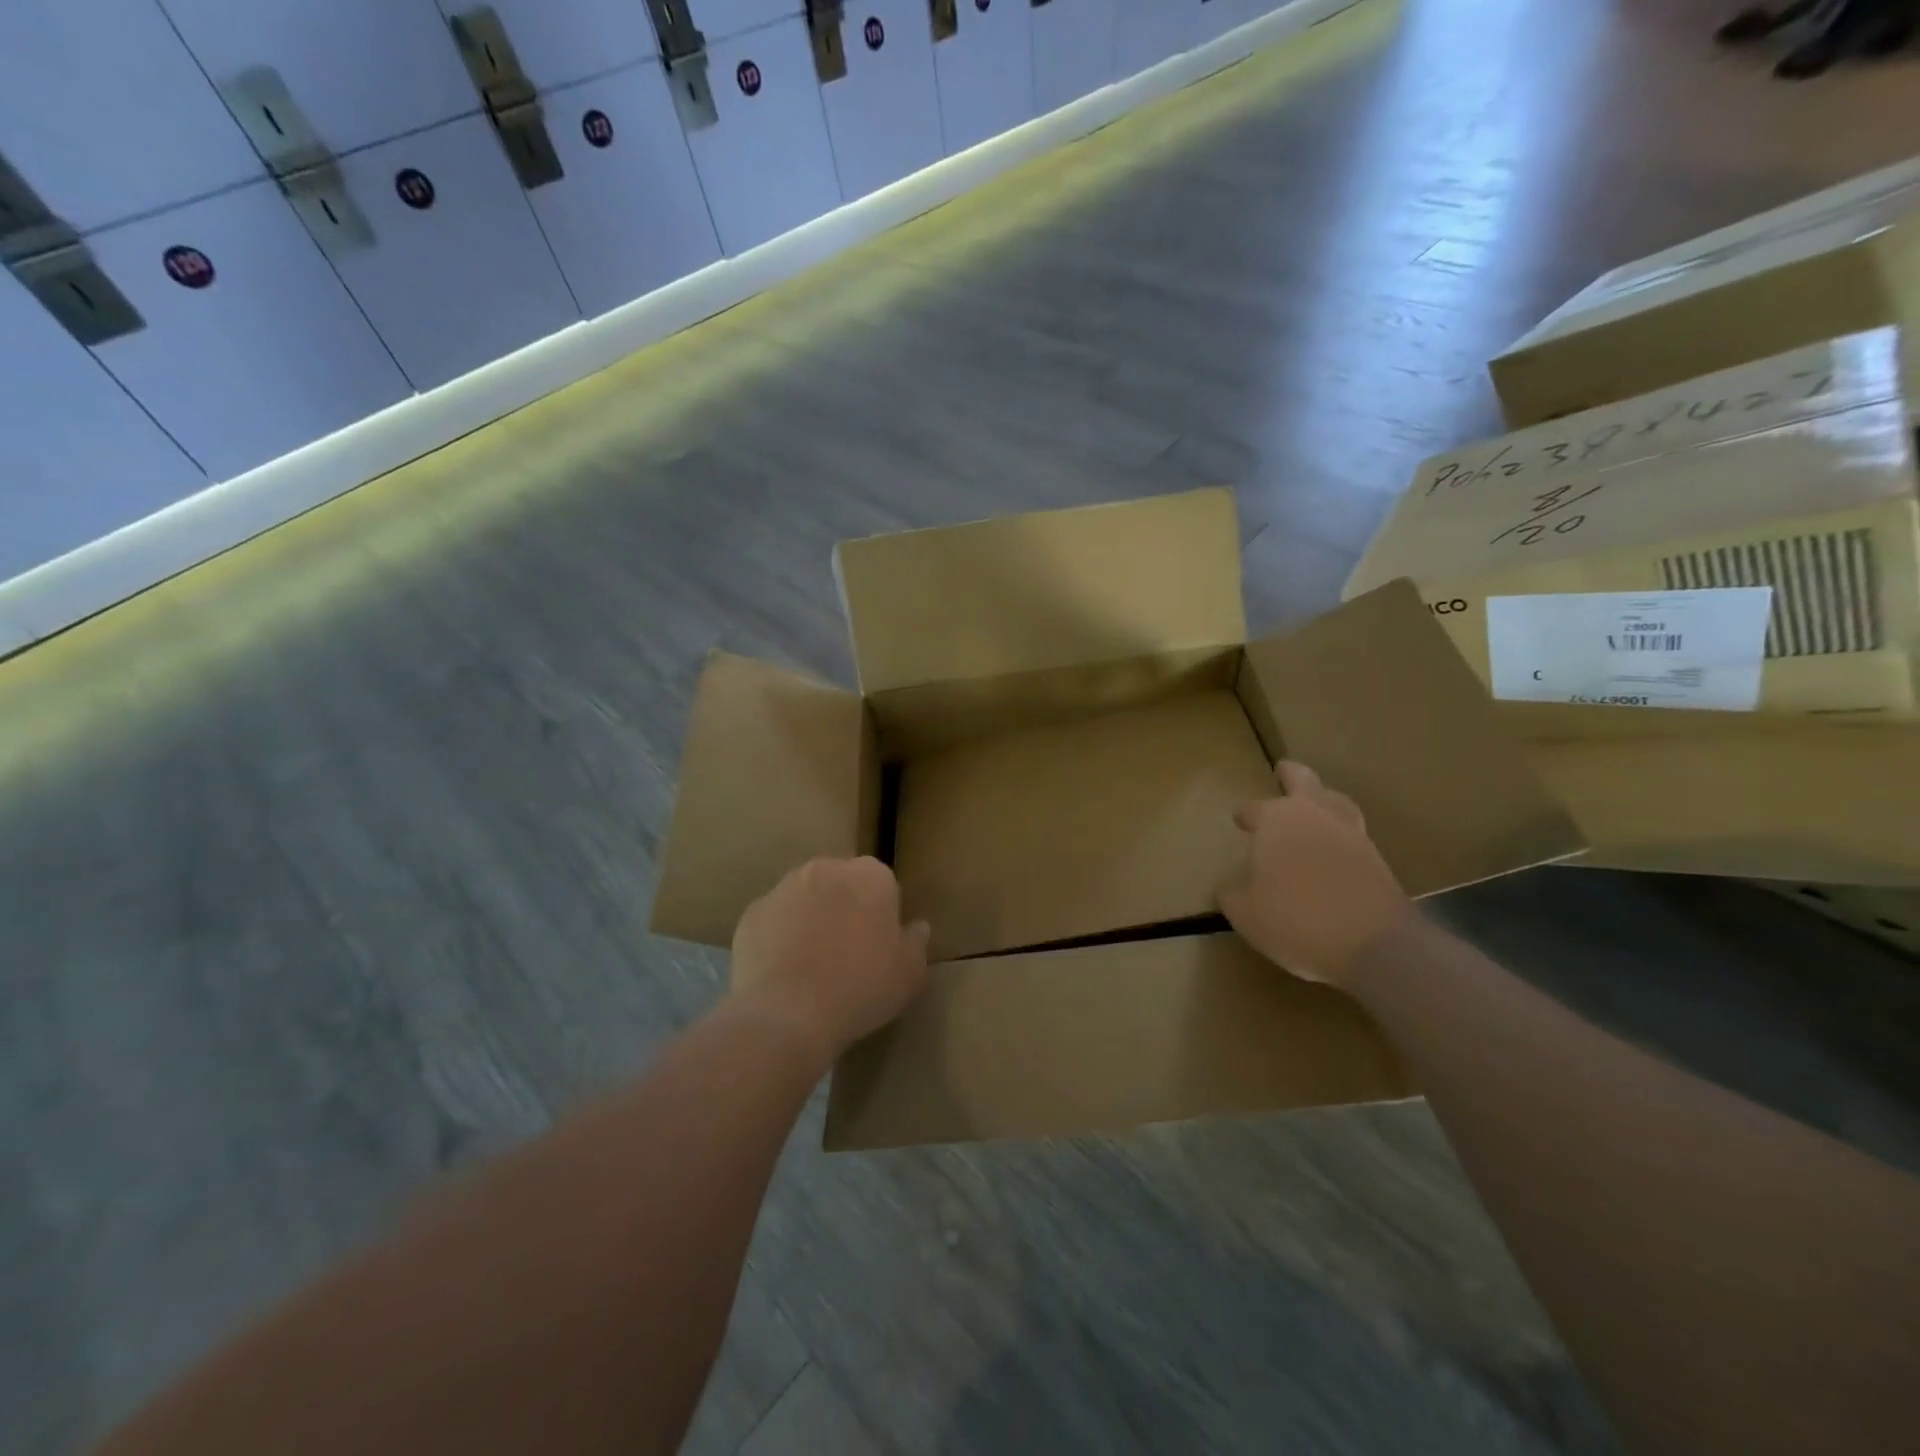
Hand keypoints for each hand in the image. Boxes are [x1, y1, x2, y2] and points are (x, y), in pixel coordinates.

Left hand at [728, 857, 930, 1064]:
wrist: (788, 1013)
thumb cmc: (861, 987)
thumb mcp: (910, 972)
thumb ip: (916, 942)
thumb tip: (916, 926)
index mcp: (870, 875)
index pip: (883, 883)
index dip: (882, 914)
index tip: (880, 945)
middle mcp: (826, 868)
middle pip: (841, 884)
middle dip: (845, 908)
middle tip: (848, 953)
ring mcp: (783, 888)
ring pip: (805, 898)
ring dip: (811, 919)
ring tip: (813, 965)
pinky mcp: (752, 913)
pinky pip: (774, 921)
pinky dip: (779, 937)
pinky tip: (784, 972)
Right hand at [1218, 761, 1412, 985]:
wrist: (1374, 945)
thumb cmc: (1296, 920)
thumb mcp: (1245, 913)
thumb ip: (1232, 893)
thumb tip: (1229, 886)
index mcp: (1277, 820)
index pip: (1254, 809)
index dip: (1244, 815)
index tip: (1238, 821)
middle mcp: (1315, 816)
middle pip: (1304, 781)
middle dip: (1291, 774)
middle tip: (1283, 770)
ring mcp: (1351, 834)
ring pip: (1336, 800)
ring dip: (1323, 797)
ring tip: (1315, 803)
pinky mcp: (1377, 858)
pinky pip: (1353, 831)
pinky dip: (1340, 831)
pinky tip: (1333, 846)